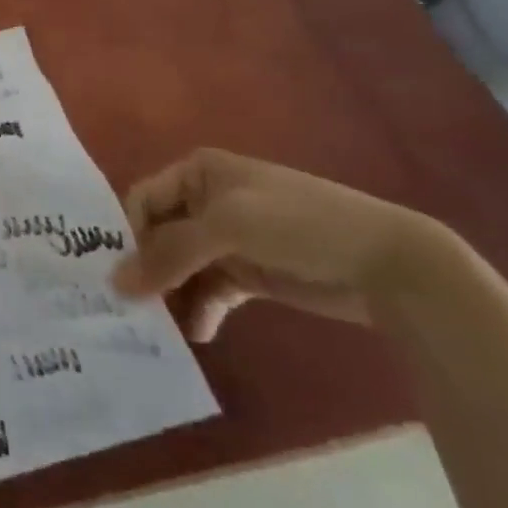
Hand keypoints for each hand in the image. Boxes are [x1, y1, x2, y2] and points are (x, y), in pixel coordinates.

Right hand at [110, 148, 453, 341]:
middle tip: (130, 307)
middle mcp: (206, 200)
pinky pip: (210, 290)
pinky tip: (198, 335)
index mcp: (197, 172)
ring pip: (181, 266)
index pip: (142, 202)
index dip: (128, 236)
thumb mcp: (227, 228)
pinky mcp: (249, 272)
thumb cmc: (300, 225)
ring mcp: (229, 238)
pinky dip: (200, 310)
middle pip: (158, 235)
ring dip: (170, 294)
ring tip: (160, 326)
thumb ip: (169, 254)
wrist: (392, 264)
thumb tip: (115, 284)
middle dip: (146, 269)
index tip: (120, 276)